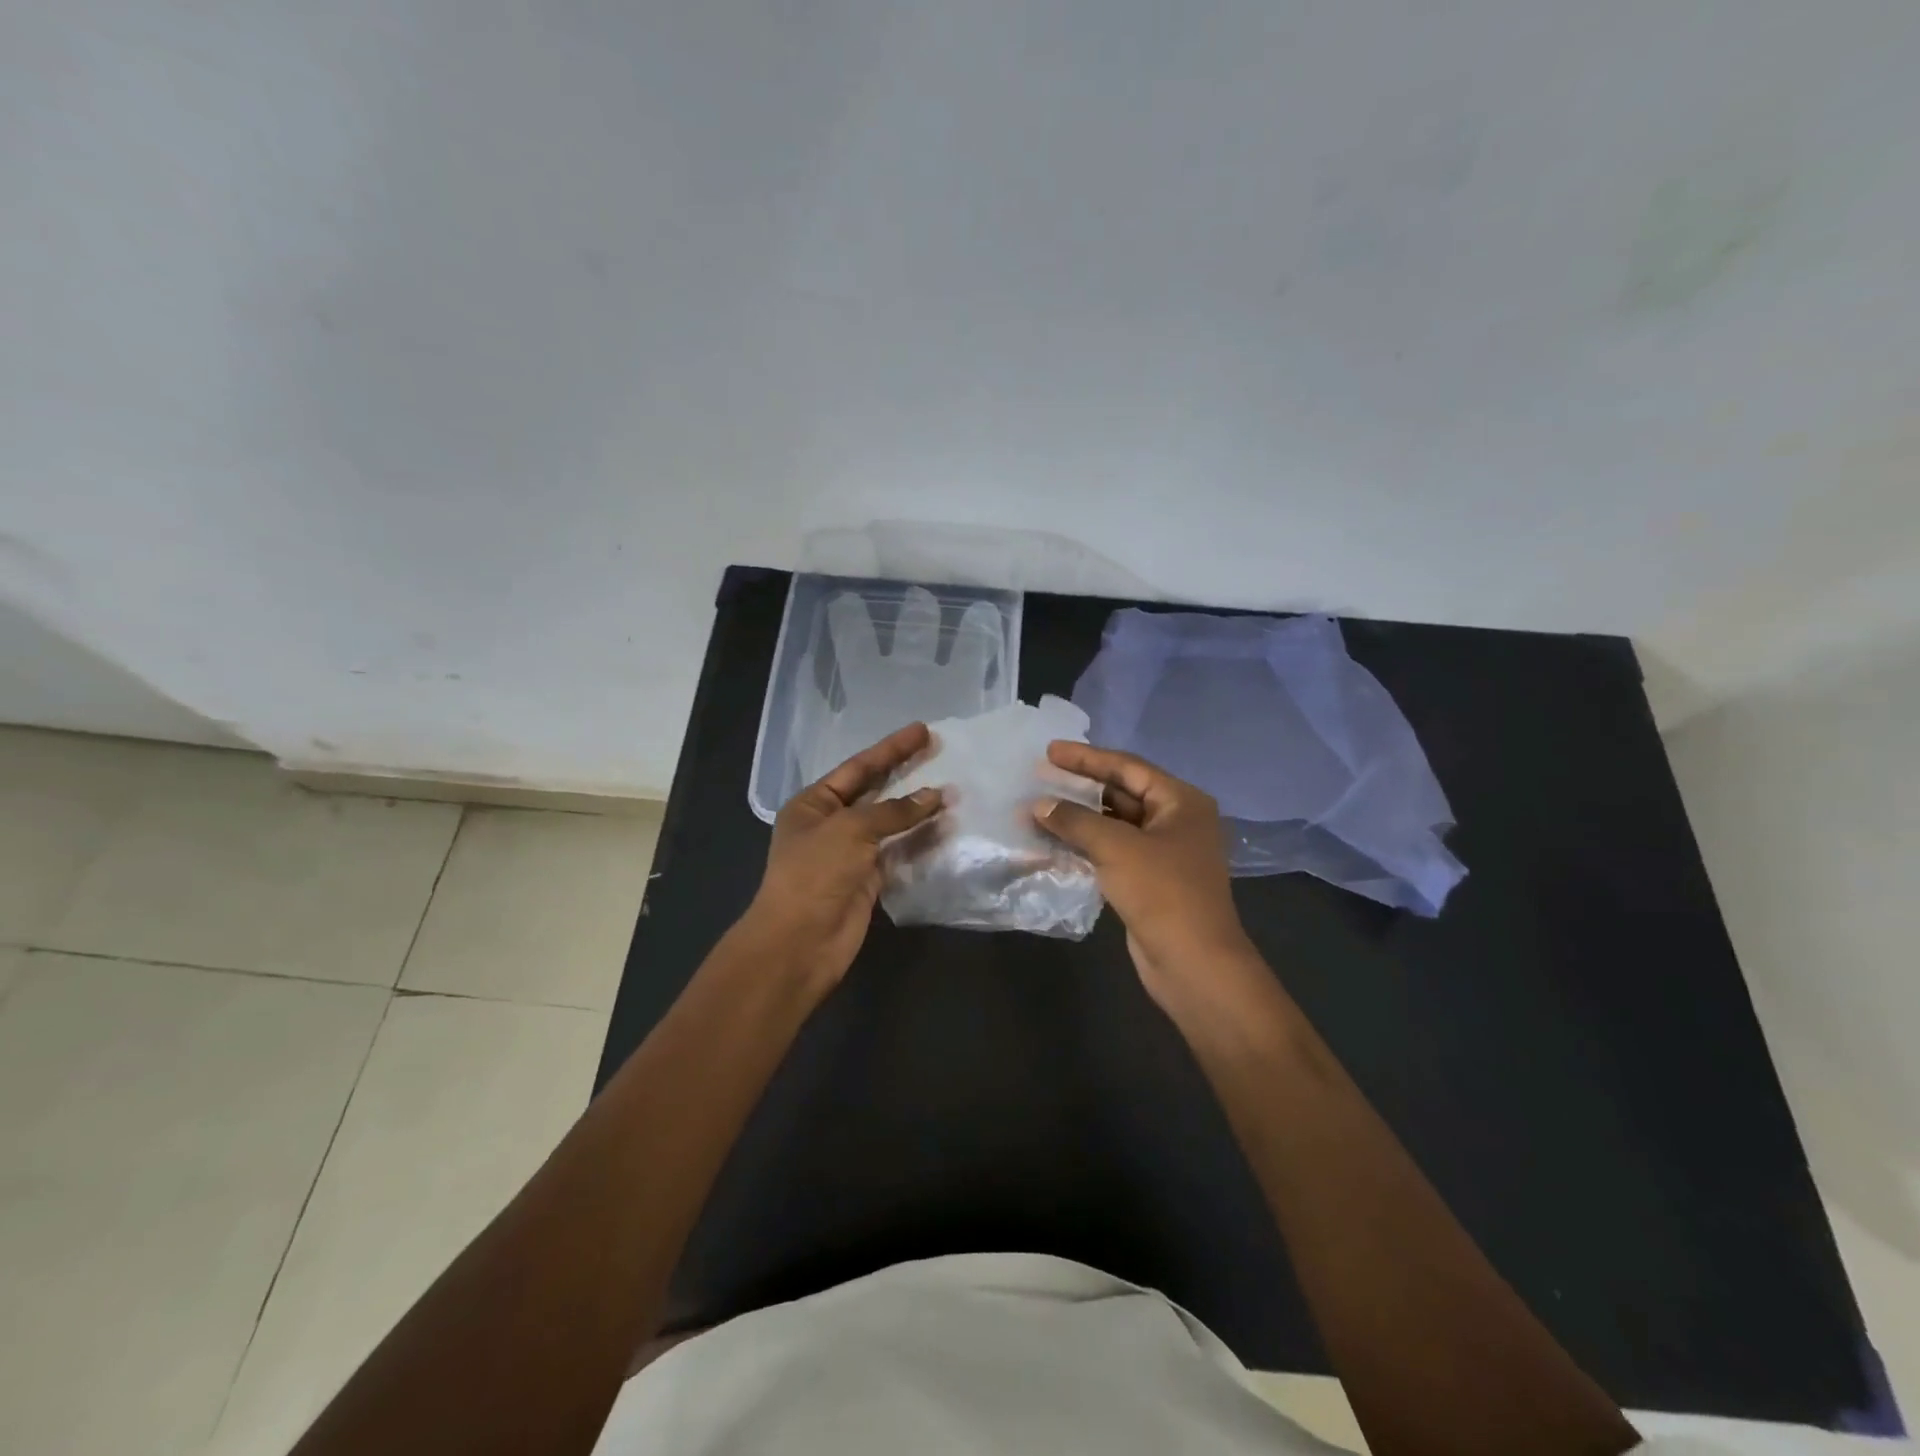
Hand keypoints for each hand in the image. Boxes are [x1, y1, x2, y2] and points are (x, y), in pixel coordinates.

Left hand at [741, 722, 942, 994]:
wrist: (800, 942)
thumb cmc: (815, 873)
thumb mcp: (850, 830)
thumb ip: (894, 811)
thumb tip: (935, 795)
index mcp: (813, 804)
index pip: (858, 768)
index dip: (890, 748)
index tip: (922, 730)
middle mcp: (830, 824)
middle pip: (875, 791)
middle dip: (905, 771)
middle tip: (939, 750)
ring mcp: (850, 853)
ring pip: (890, 823)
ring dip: (918, 808)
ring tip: (952, 789)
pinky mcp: (869, 879)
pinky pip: (898, 851)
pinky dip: (920, 839)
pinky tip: (944, 826)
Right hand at [1033, 743, 1255, 1007]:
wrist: (1193, 963)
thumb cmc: (1162, 893)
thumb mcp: (1116, 848)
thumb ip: (1075, 820)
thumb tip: (1039, 804)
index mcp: (1181, 802)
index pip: (1127, 767)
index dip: (1086, 758)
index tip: (1049, 751)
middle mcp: (1176, 820)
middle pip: (1121, 793)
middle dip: (1080, 787)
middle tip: (1040, 777)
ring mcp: (1163, 852)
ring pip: (1114, 824)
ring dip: (1078, 818)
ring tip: (1039, 808)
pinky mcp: (1149, 880)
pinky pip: (1112, 851)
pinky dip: (1085, 844)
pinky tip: (1053, 842)